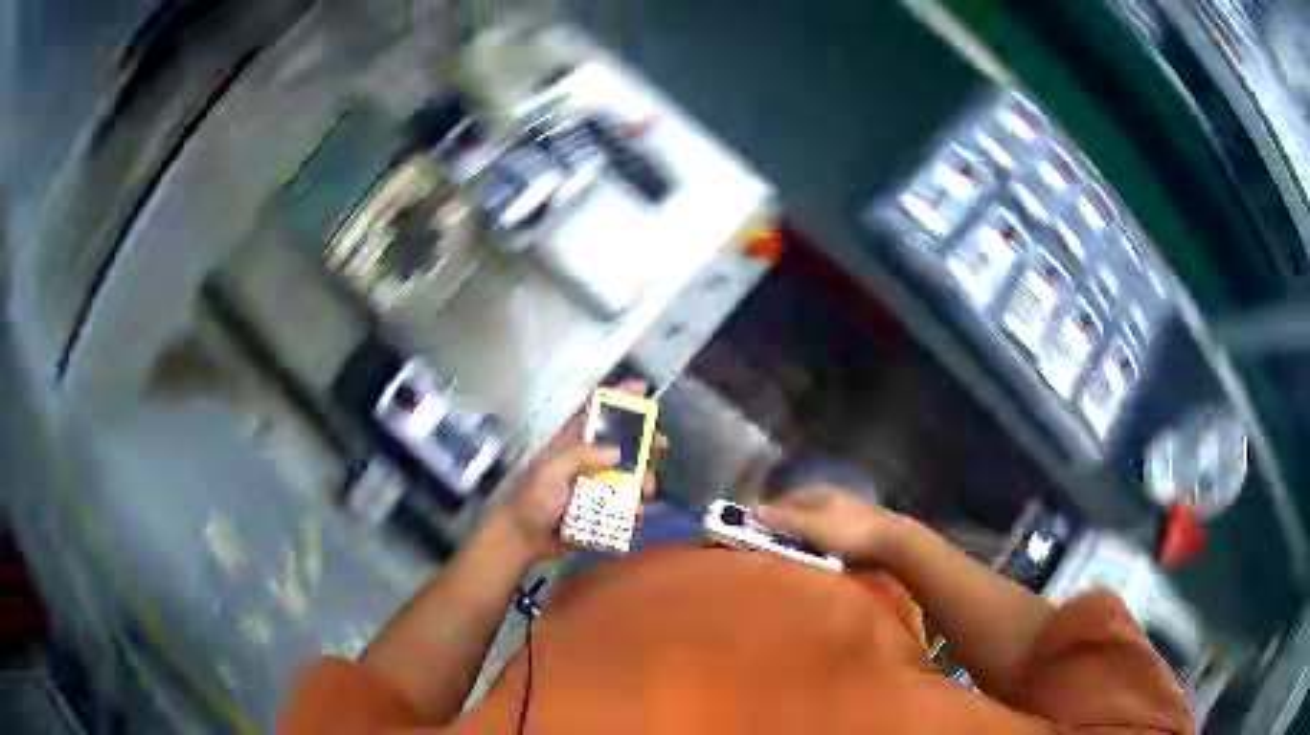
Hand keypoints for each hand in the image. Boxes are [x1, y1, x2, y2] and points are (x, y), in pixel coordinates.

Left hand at [496, 382, 661, 560]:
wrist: (524, 539)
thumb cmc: (532, 500)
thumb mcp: (550, 471)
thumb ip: (579, 456)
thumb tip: (618, 450)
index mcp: (571, 444)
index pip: (595, 412)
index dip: (616, 397)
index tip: (640, 388)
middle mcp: (588, 461)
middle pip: (621, 443)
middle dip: (643, 442)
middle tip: (660, 446)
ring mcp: (595, 486)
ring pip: (628, 476)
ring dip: (643, 480)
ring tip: (646, 491)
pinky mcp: (601, 509)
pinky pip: (624, 506)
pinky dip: (634, 510)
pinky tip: (637, 516)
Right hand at [755, 485, 917, 566]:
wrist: (894, 544)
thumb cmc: (849, 533)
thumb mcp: (811, 527)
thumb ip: (782, 519)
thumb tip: (750, 510)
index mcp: (820, 492)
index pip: (785, 499)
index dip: (769, 512)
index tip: (753, 530)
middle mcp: (832, 499)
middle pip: (801, 511)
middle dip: (785, 525)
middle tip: (769, 545)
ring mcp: (847, 514)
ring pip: (816, 524)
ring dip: (802, 537)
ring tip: (789, 555)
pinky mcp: (858, 531)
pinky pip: (829, 537)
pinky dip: (818, 545)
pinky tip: (816, 558)